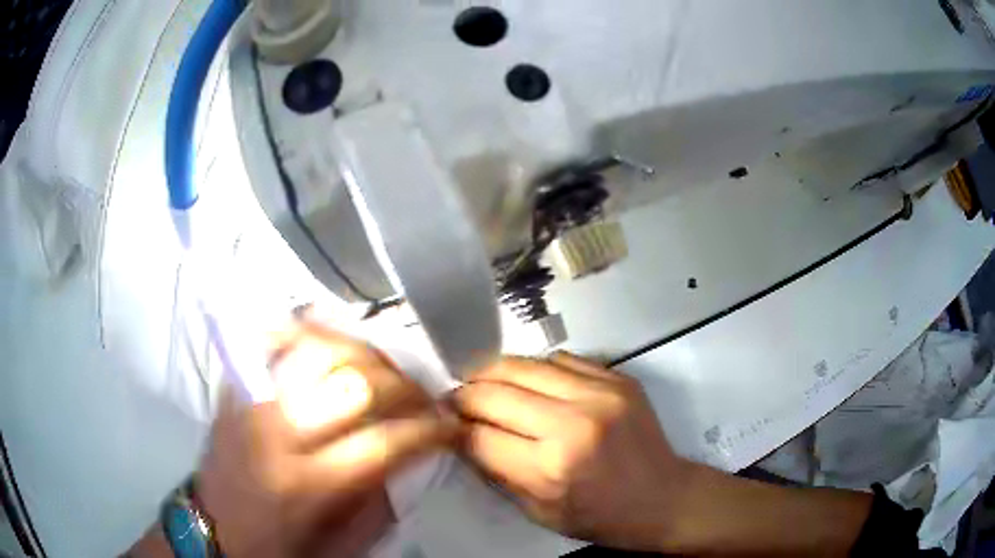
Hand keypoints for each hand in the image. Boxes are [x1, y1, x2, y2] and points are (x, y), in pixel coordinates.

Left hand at [195, 316, 456, 556]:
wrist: (213, 528)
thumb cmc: (279, 546)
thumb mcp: (342, 542)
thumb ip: (382, 496)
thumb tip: (415, 450)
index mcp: (308, 484)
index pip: (385, 441)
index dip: (431, 429)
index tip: (451, 427)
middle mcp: (277, 431)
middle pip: (356, 382)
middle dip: (405, 387)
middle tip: (423, 400)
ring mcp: (251, 398)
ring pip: (319, 346)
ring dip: (365, 355)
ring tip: (383, 373)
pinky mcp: (235, 384)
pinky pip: (276, 336)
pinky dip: (309, 329)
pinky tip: (332, 344)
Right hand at [452, 352, 692, 550]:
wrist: (662, 497)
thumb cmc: (598, 517)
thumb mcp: (536, 511)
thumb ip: (496, 471)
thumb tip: (462, 435)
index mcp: (550, 467)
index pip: (477, 435)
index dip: (452, 428)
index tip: (443, 424)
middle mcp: (573, 422)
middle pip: (493, 391)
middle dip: (464, 395)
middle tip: (457, 402)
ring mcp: (599, 393)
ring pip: (522, 365)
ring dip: (494, 375)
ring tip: (486, 386)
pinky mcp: (617, 377)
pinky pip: (558, 359)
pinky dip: (535, 370)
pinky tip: (531, 385)